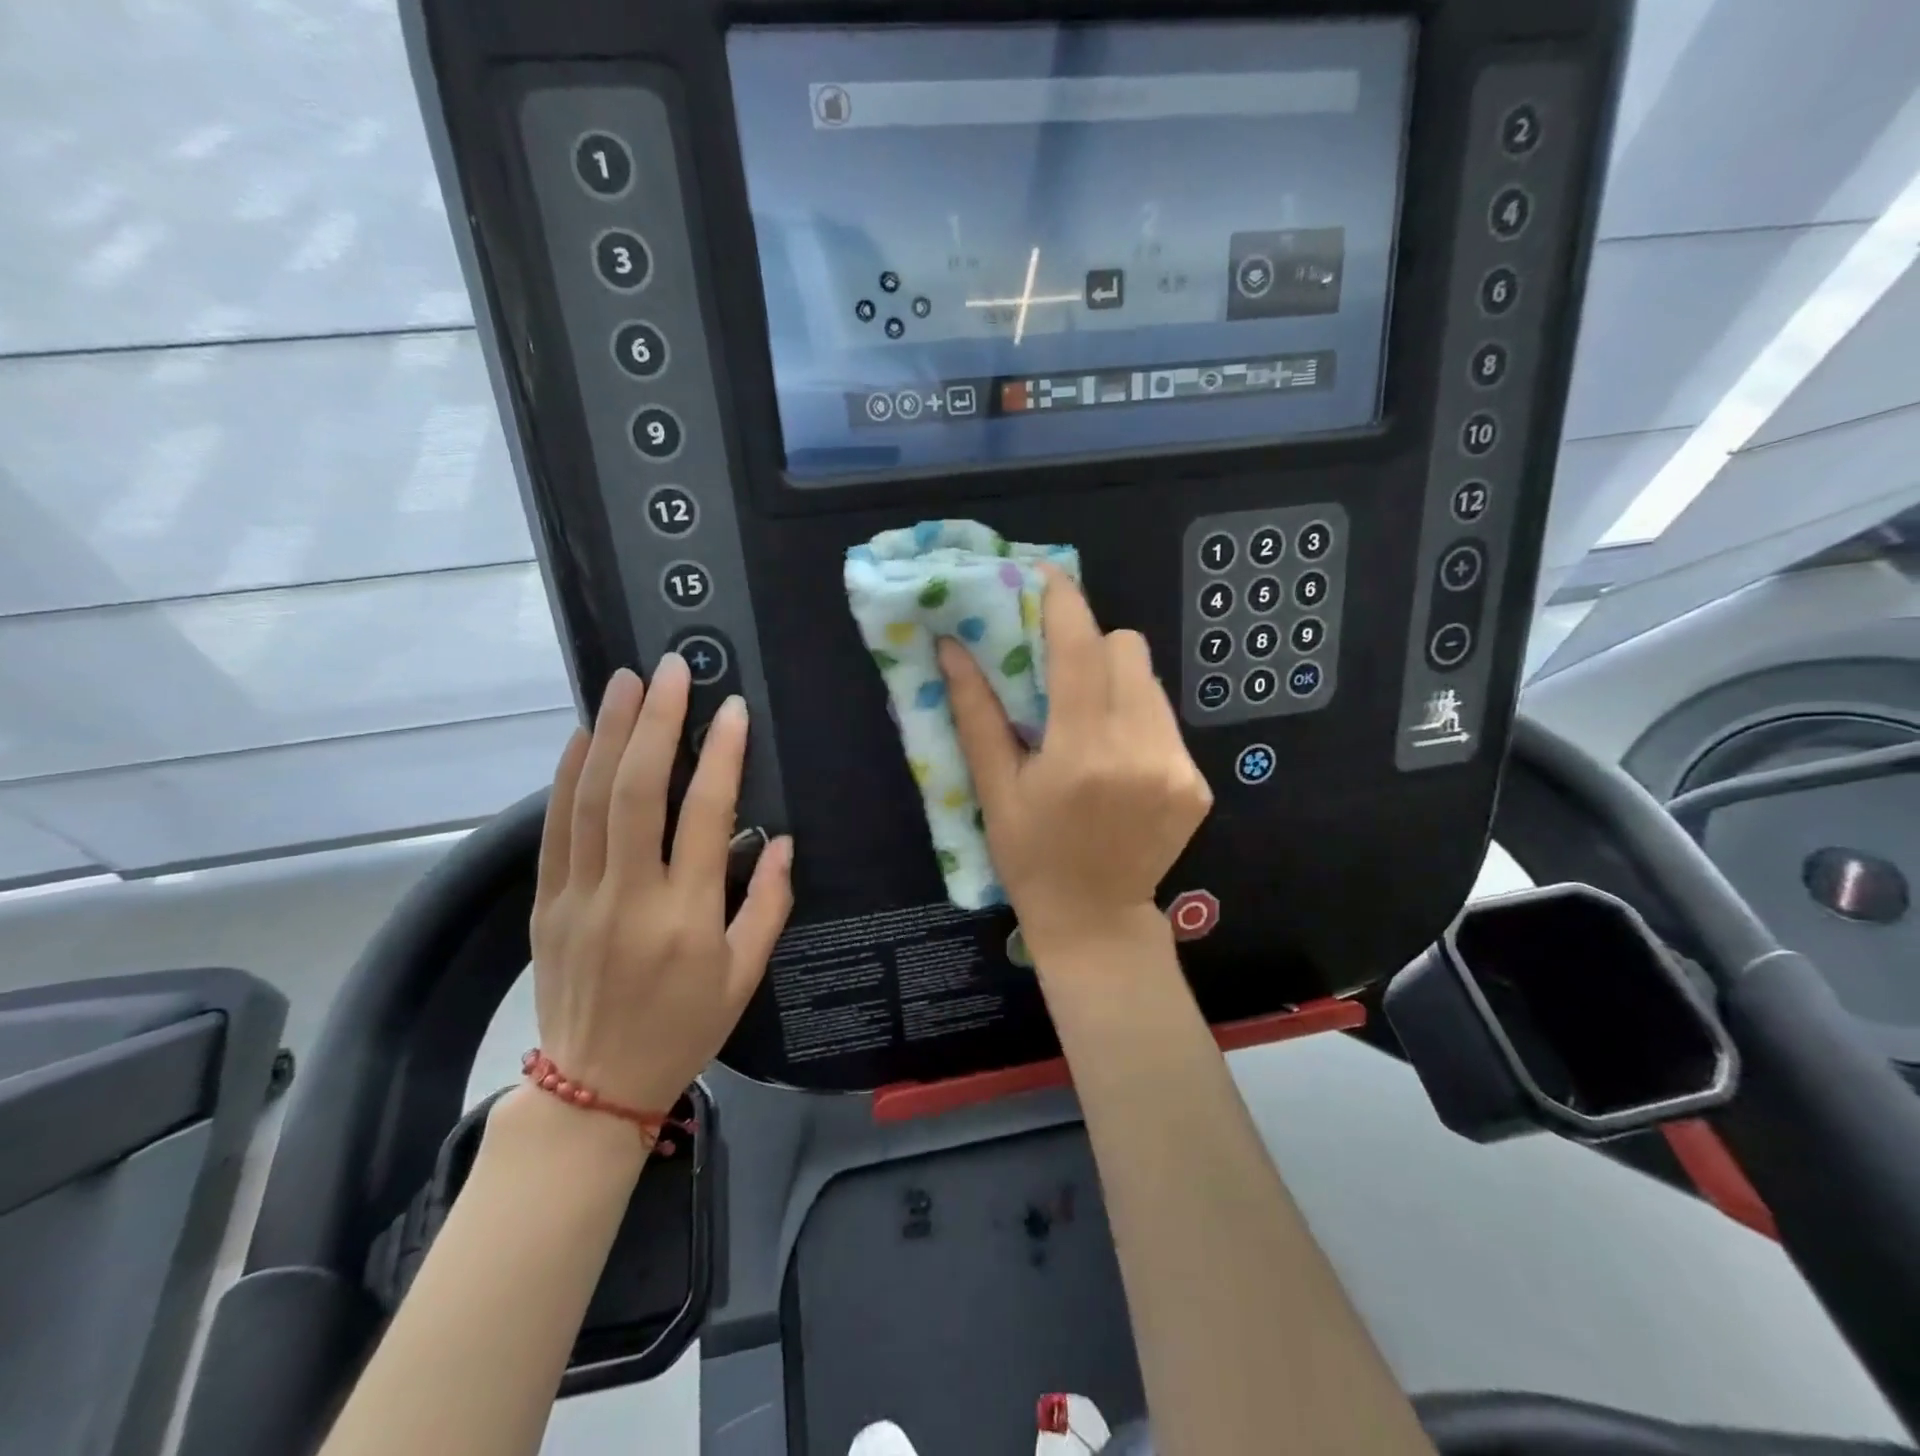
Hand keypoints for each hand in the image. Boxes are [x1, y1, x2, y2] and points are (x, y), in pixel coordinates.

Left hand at [528, 657, 793, 1115]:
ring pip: (590, 798)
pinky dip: (566, 775)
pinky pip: (555, 827)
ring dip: (608, 733)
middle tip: (670, 670)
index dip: (722, 756)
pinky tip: (582, 735)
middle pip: (638, 792)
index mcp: (685, 918)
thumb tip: (782, 842)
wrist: (593, 1086)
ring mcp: (578, 895)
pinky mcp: (546, 901)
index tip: (733, 709)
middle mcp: (628, 896)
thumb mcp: (746, 977)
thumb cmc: (684, 1028)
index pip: (704, 817)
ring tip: (624, 682)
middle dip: (656, 723)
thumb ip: (769, 905)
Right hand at [940, 567, 1212, 967]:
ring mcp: (1178, 767)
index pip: (1081, 649)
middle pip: (1126, 649)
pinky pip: (1165, 720)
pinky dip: (1137, 719)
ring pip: (1149, 682)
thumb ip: (976, 712)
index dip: (1063, 602)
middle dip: (1090, 645)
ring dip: (1114, 682)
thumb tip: (952, 646)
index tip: (1044, 577)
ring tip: (1087, 721)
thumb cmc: (1030, 857)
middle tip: (1059, 672)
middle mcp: (1140, 751)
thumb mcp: (994, 789)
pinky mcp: (1198, 782)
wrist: (1095, 919)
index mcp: (1082, 752)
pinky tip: (1116, 759)